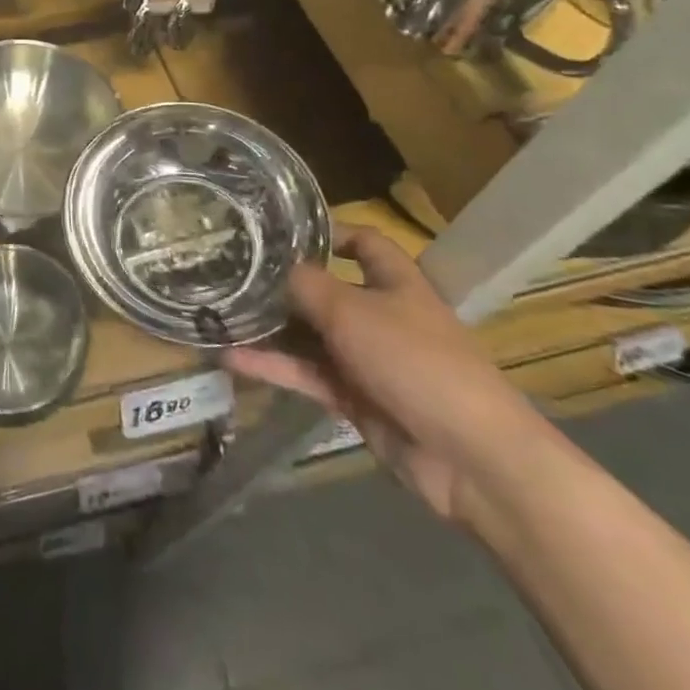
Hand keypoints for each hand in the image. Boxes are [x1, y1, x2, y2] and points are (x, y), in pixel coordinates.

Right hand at [226, 226, 549, 523]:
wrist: (470, 458)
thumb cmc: (416, 361)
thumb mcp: (352, 311)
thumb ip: (307, 285)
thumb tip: (275, 268)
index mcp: (395, 283)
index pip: (364, 244)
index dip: (329, 233)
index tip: (281, 231)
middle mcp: (380, 316)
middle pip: (325, 290)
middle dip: (282, 284)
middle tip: (230, 272)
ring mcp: (367, 359)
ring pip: (309, 335)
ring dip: (269, 328)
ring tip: (219, 314)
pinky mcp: (354, 398)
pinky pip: (306, 374)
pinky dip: (272, 366)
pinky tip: (230, 358)